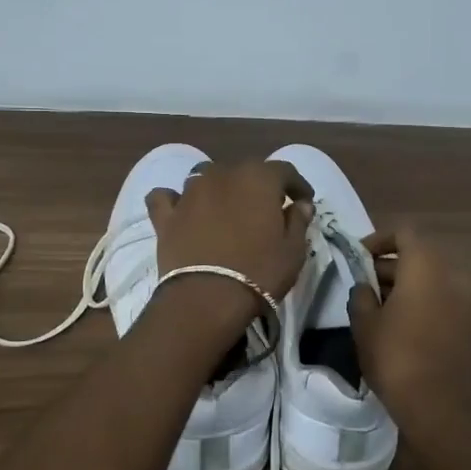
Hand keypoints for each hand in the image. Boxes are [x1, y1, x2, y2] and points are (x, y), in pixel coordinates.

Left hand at [145, 160, 313, 331]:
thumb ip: (298, 221)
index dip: (297, 185)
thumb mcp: (293, 250)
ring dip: (220, 189)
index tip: (304, 201)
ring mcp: (190, 193)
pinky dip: (175, 200)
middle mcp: (223, 175)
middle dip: (259, 186)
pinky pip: (167, 197)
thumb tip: (300, 204)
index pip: (285, 171)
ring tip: (227, 210)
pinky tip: (181, 210)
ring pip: (207, 177)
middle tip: (267, 209)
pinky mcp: (166, 215)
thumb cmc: (259, 272)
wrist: (206, 299)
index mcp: (258, 178)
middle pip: (245, 171)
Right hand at [347, 227, 470, 436]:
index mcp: (426, 265)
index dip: (378, 240)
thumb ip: (361, 295)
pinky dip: (421, 300)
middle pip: (418, 255)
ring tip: (376, 306)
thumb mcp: (364, 323)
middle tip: (363, 284)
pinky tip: (398, 323)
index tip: (358, 258)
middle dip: (389, 265)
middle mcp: (451, 274)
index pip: (403, 233)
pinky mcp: (469, 322)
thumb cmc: (395, 355)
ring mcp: (465, 299)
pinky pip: (441, 298)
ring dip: (404, 284)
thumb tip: (365, 286)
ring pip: (430, 278)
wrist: (437, 405)